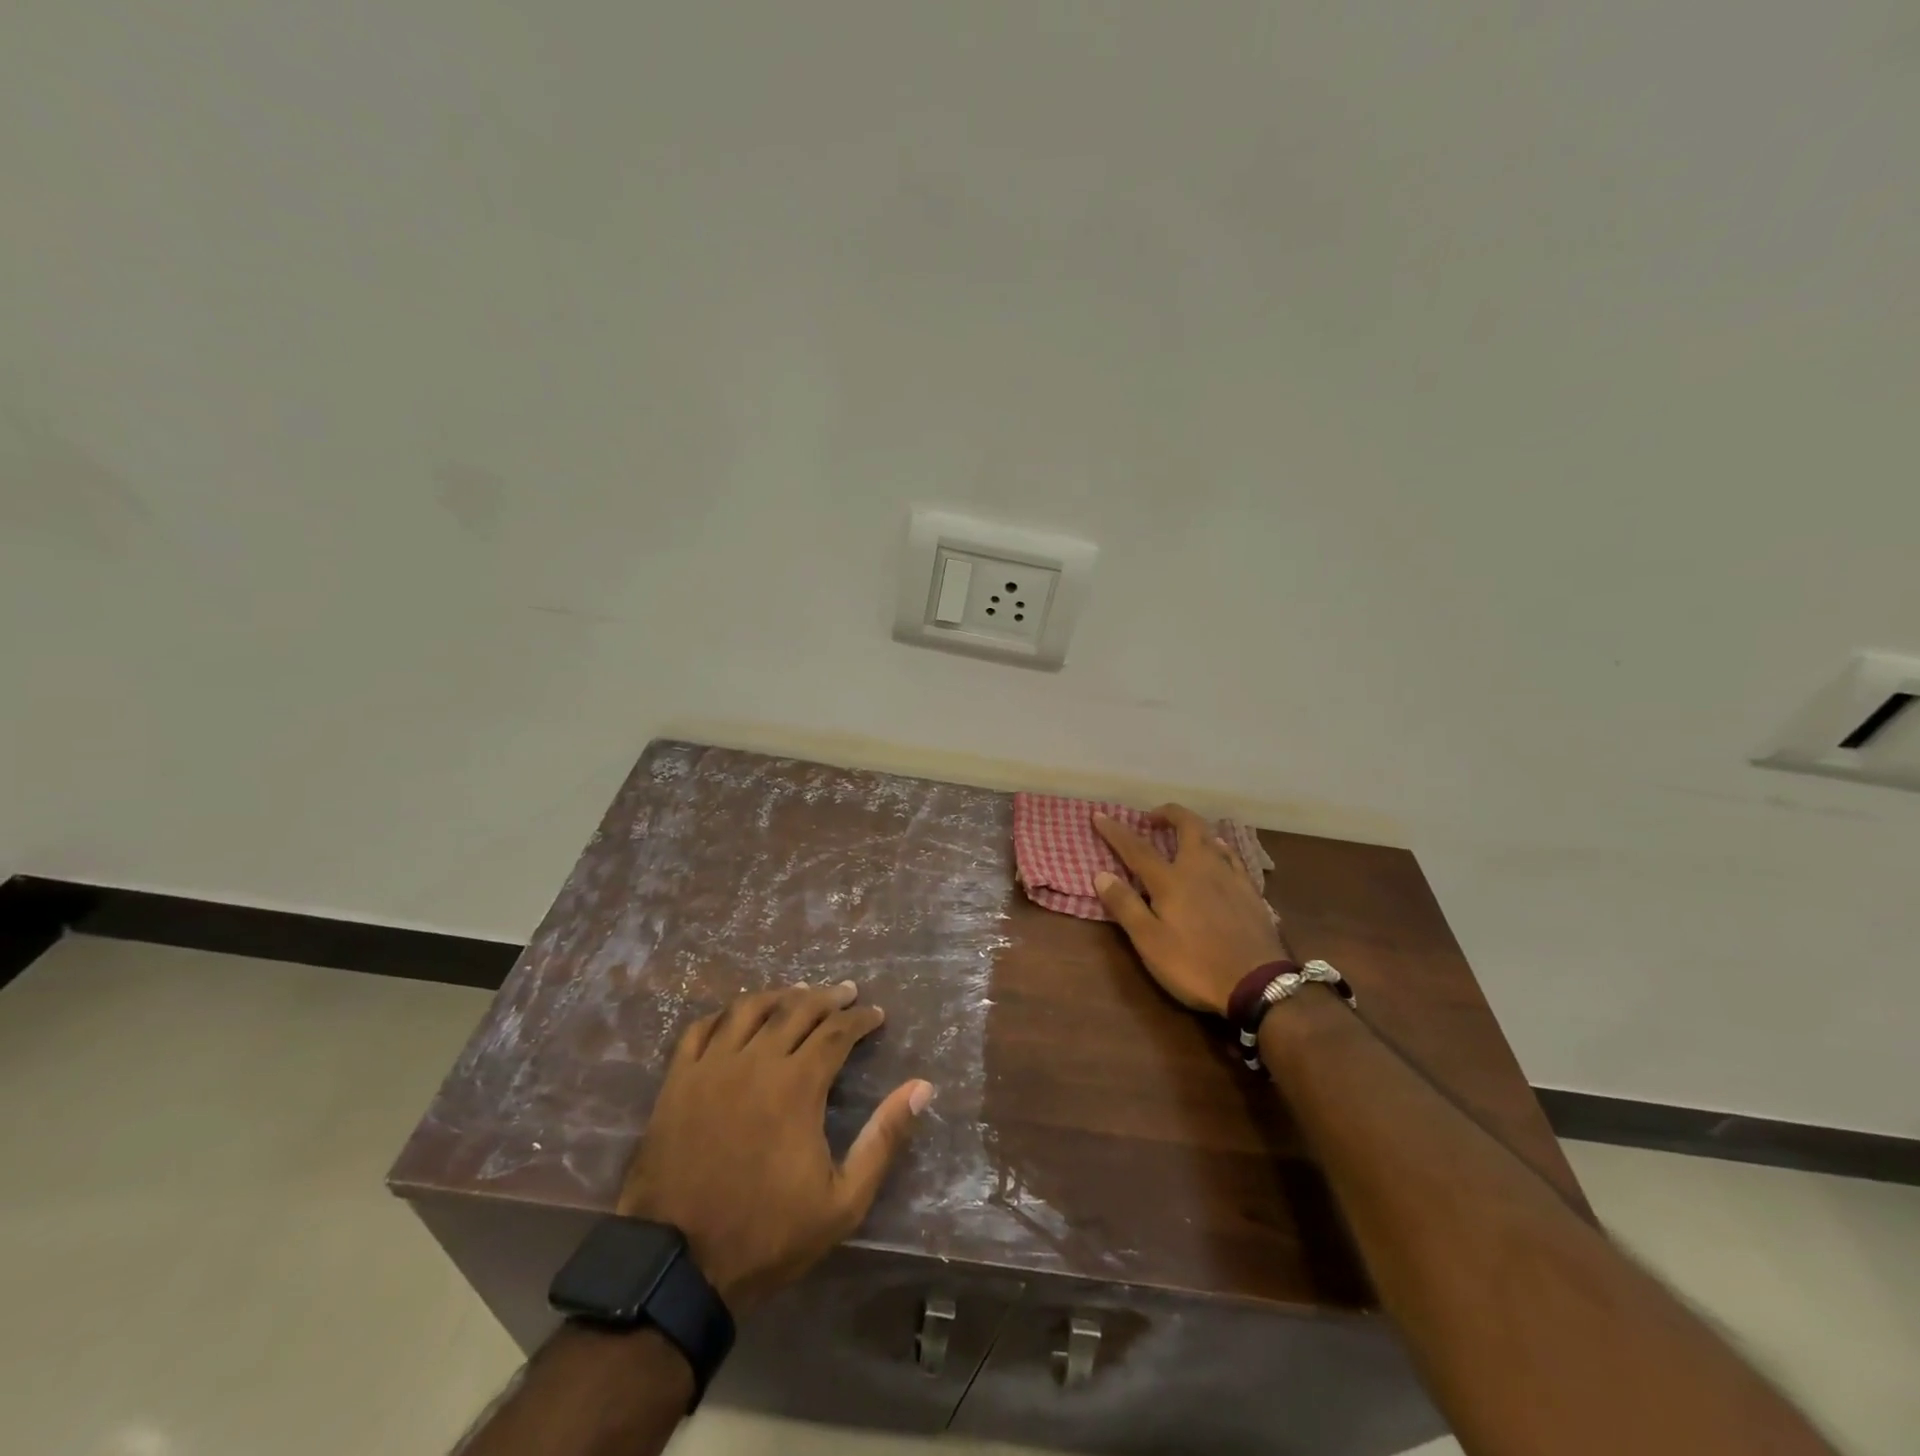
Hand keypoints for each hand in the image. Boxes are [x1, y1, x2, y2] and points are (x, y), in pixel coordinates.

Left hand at [616, 981, 933, 1314]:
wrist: (677, 1268)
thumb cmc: (767, 1234)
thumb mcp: (843, 1201)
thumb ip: (883, 1139)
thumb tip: (922, 1087)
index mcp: (797, 1085)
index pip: (837, 1032)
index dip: (860, 1019)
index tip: (876, 1014)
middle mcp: (755, 1061)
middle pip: (797, 1009)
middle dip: (828, 997)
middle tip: (847, 993)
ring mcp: (711, 1067)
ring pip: (749, 1008)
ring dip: (780, 995)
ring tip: (799, 993)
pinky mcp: (677, 1081)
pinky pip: (702, 1028)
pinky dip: (725, 1014)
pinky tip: (738, 1016)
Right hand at [1093, 803, 1290, 1015]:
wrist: (1259, 984)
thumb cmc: (1195, 965)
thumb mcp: (1150, 942)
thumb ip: (1125, 906)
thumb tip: (1101, 874)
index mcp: (1171, 880)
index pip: (1136, 848)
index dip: (1116, 831)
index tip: (1099, 816)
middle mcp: (1202, 868)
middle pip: (1187, 826)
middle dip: (1169, 814)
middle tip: (1153, 818)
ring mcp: (1231, 877)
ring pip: (1213, 839)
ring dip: (1195, 830)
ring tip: (1184, 837)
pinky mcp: (1252, 892)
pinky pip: (1233, 858)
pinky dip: (1220, 850)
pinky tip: (1220, 859)